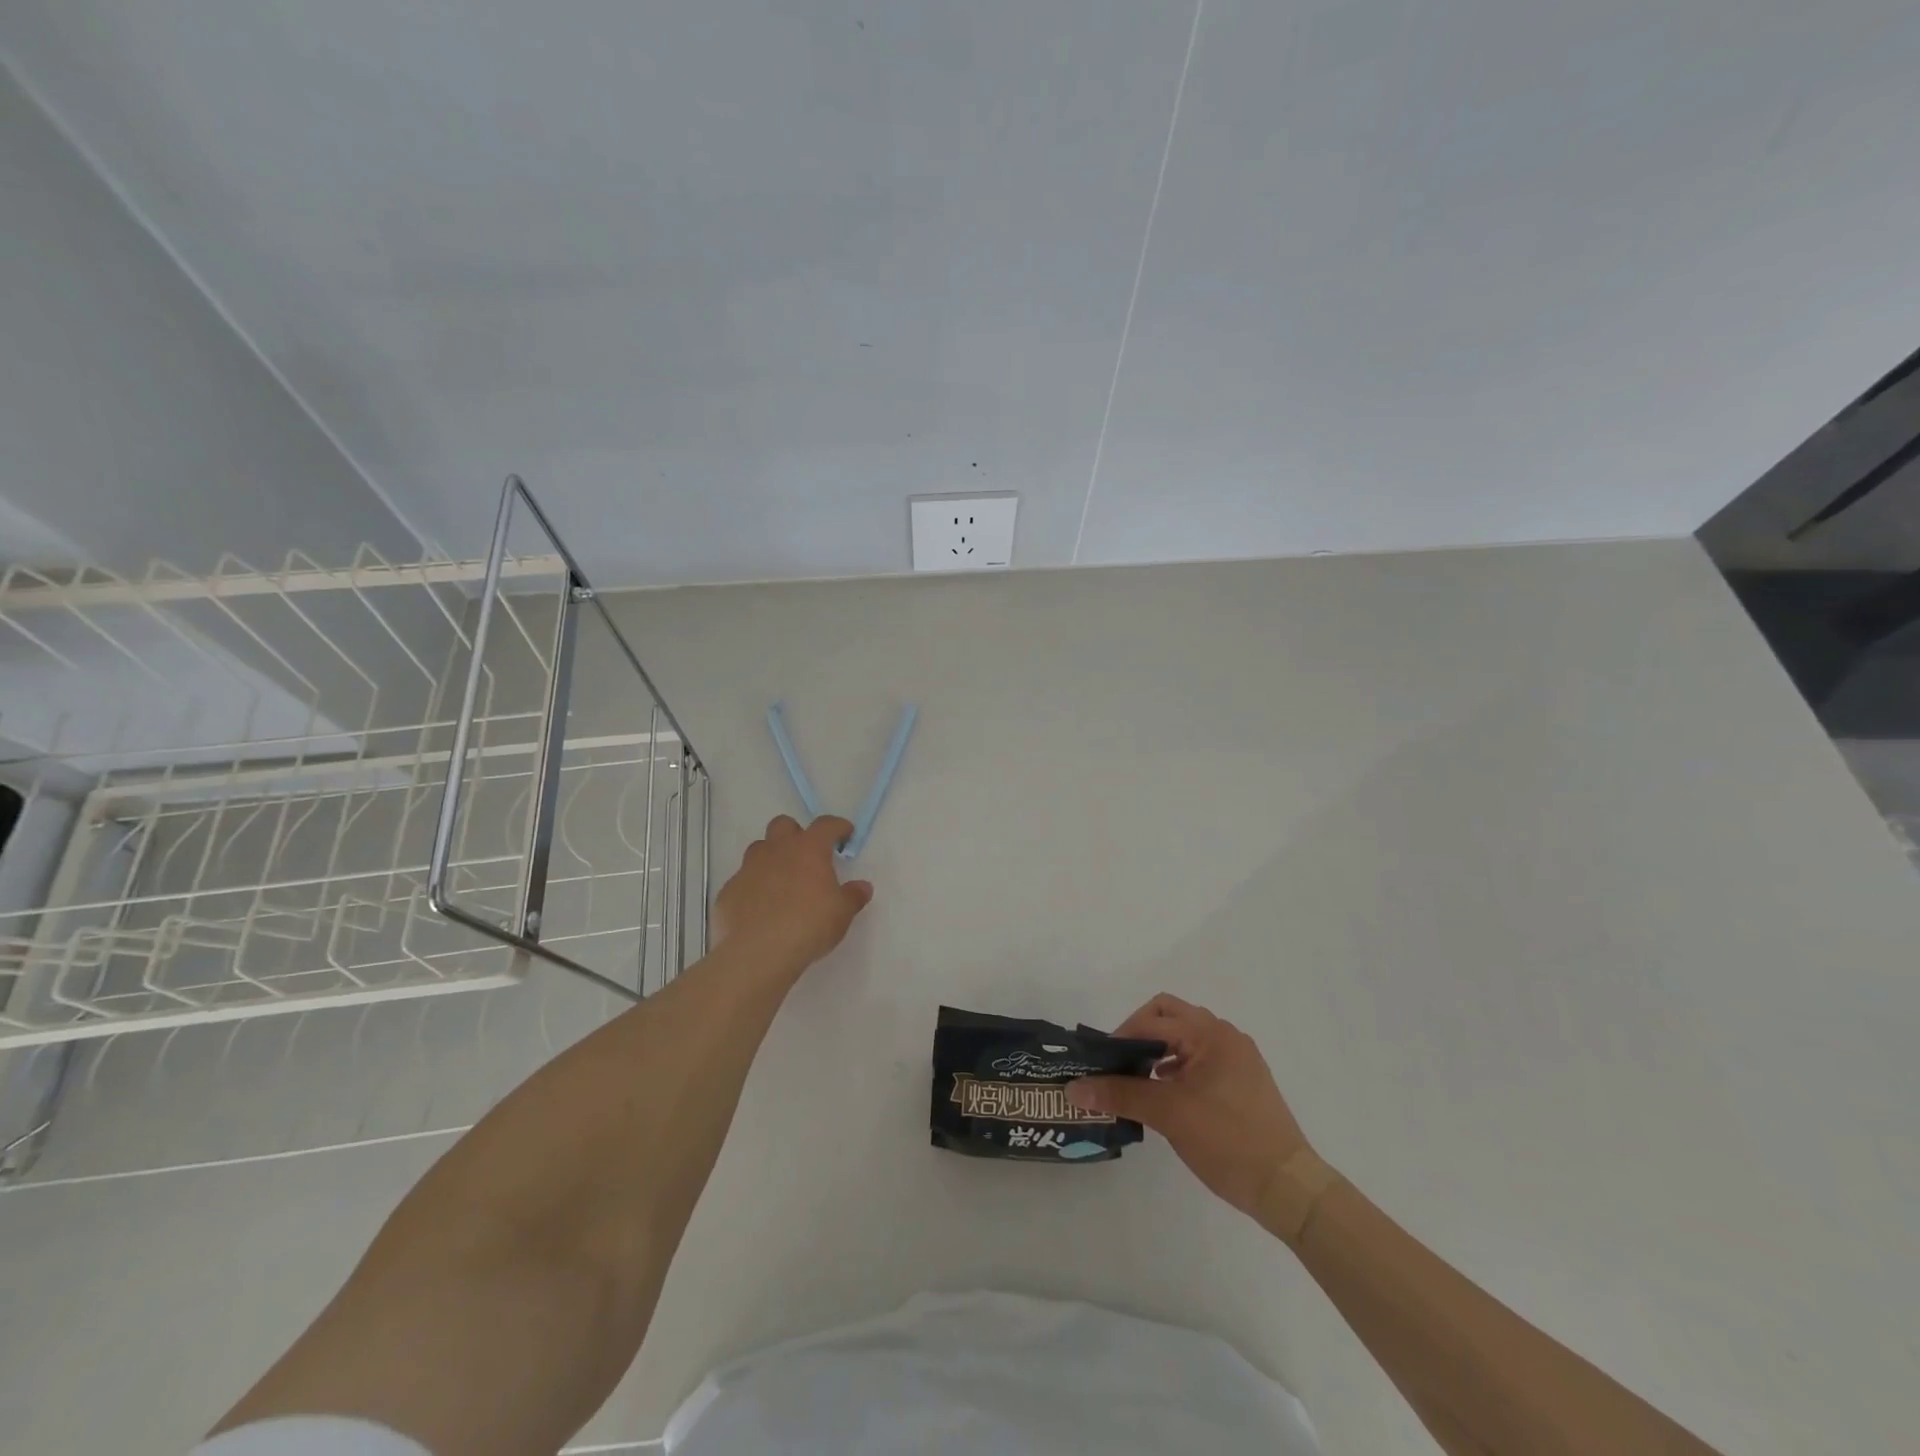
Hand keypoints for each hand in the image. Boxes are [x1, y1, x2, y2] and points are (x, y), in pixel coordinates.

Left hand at [713, 815, 872, 973]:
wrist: (758, 952)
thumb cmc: (809, 925)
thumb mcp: (842, 913)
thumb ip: (853, 896)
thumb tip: (862, 887)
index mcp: (808, 849)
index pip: (825, 825)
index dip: (837, 827)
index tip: (845, 834)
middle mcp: (776, 850)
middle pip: (783, 825)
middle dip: (796, 834)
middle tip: (807, 856)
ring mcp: (748, 869)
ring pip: (759, 849)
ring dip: (771, 858)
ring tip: (782, 882)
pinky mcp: (729, 891)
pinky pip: (743, 881)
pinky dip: (753, 888)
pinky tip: (760, 909)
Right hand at [1068, 994, 1309, 1219]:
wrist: (1288, 1188)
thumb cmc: (1227, 1140)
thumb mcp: (1168, 1114)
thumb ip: (1120, 1094)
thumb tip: (1075, 1087)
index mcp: (1210, 1033)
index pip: (1152, 1018)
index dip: (1121, 1036)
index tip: (1101, 1064)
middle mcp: (1225, 1036)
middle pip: (1169, 1017)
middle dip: (1139, 1035)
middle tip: (1119, 1065)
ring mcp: (1238, 1058)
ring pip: (1185, 1038)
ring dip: (1158, 1051)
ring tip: (1137, 1082)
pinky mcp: (1243, 1081)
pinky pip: (1200, 1058)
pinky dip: (1177, 1067)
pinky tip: (1166, 1095)